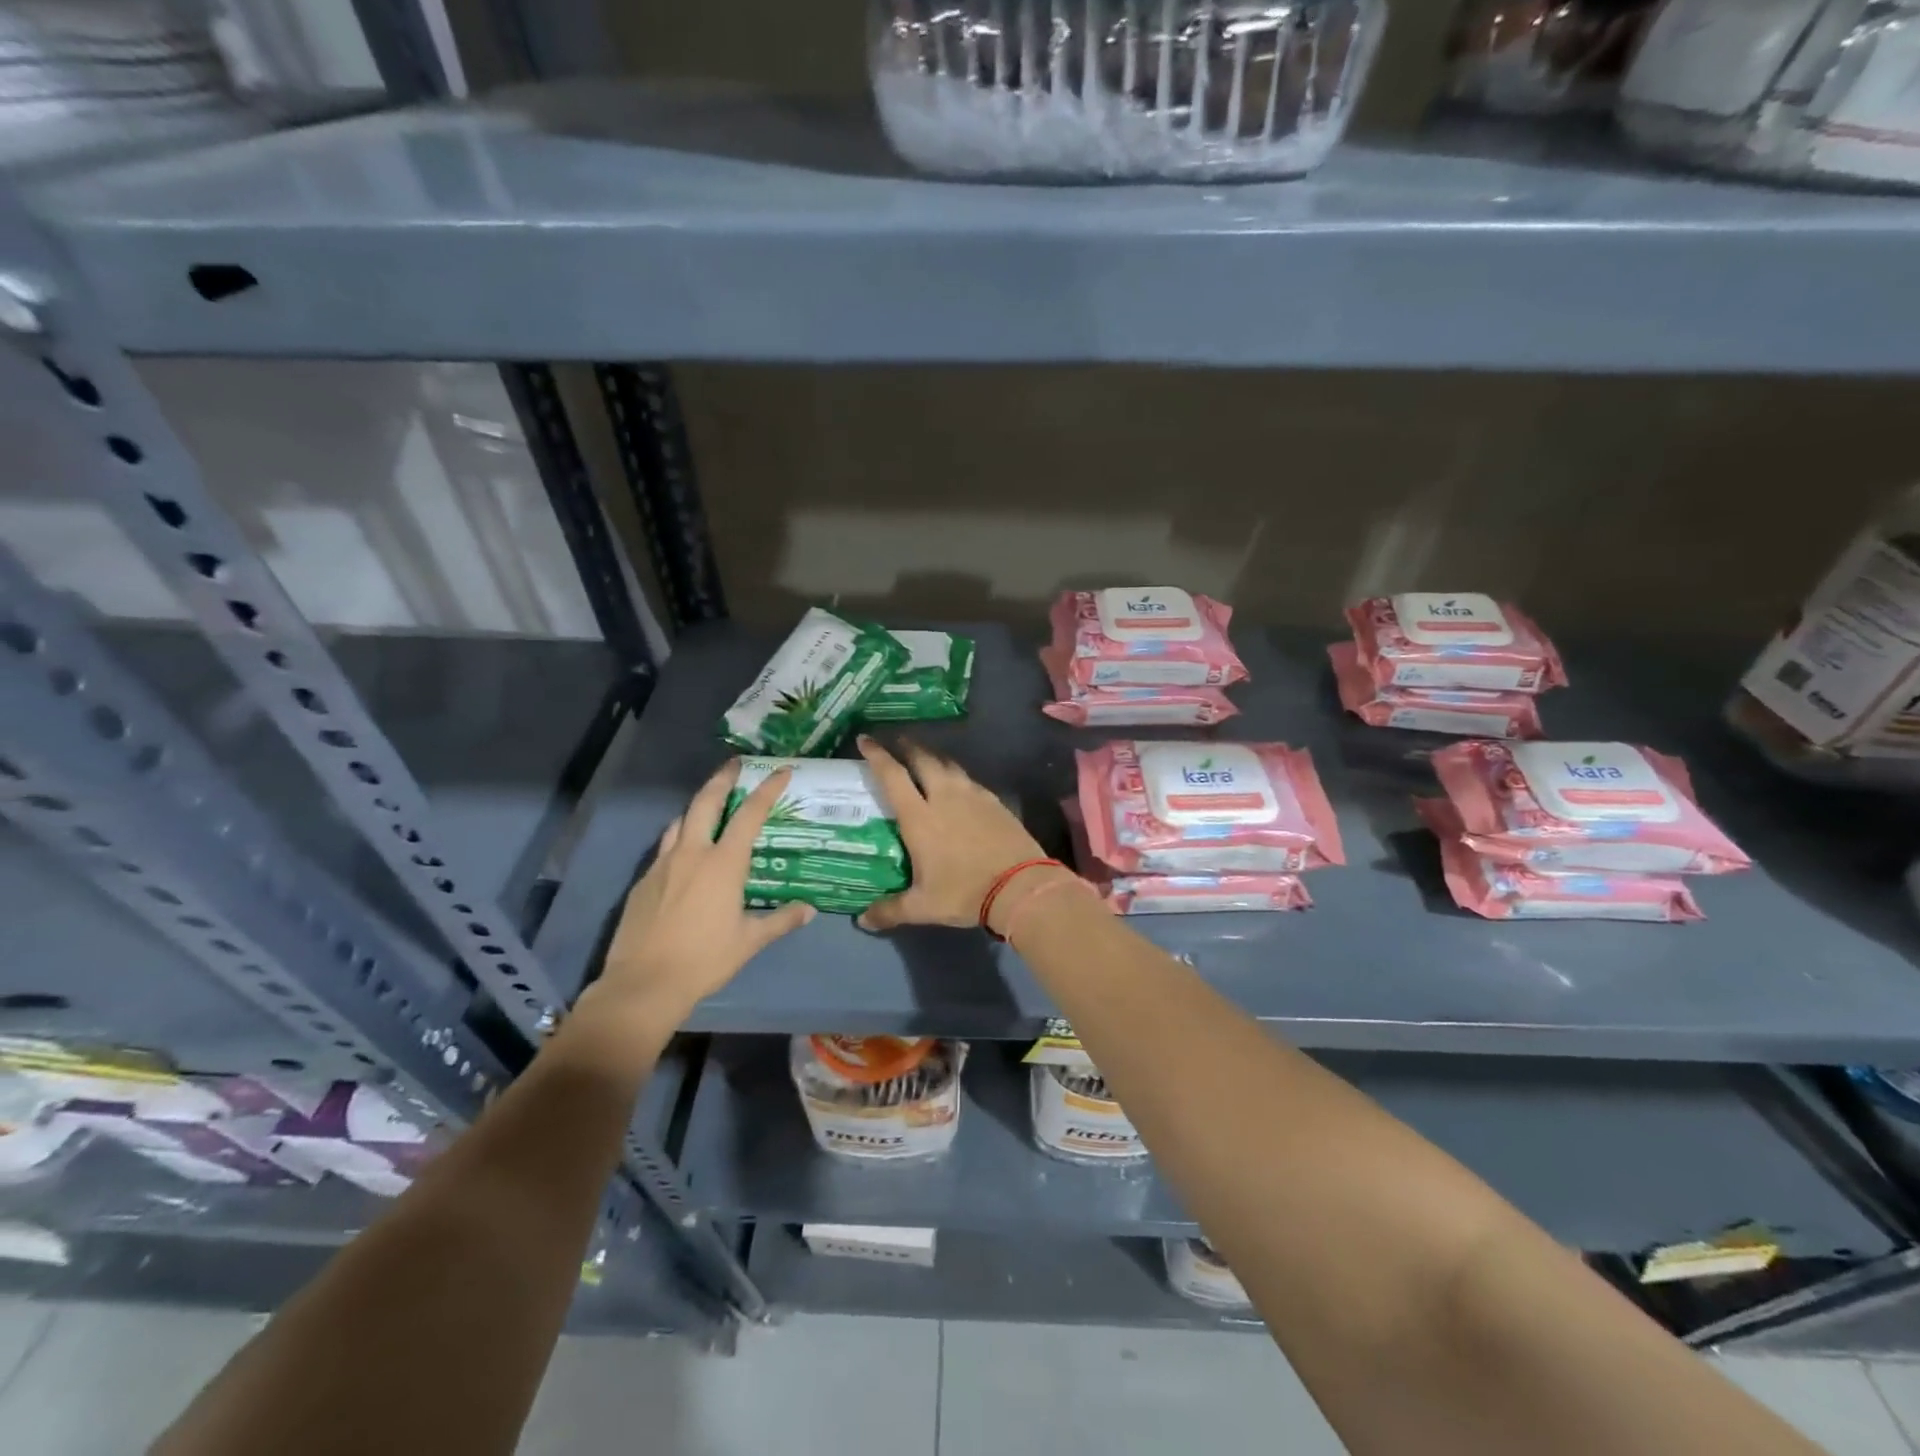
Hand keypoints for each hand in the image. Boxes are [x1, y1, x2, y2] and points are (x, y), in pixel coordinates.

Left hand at [594, 760, 813, 1023]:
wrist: (643, 984)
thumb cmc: (704, 960)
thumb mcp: (749, 942)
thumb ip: (780, 921)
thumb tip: (808, 910)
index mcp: (723, 863)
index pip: (749, 815)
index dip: (767, 790)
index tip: (781, 771)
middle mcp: (692, 853)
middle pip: (706, 802)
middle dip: (722, 779)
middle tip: (735, 764)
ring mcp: (663, 864)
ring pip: (680, 821)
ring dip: (698, 805)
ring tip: (710, 805)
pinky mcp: (643, 880)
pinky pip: (665, 846)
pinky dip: (680, 836)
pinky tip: (685, 852)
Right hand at [854, 735, 1066, 933]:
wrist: (1020, 885)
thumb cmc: (965, 892)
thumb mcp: (923, 907)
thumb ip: (890, 910)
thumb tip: (862, 921)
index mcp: (920, 817)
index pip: (892, 776)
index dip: (877, 755)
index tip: (865, 739)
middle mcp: (944, 797)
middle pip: (923, 759)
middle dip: (907, 746)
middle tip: (896, 741)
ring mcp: (973, 795)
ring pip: (948, 765)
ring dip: (933, 757)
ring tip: (925, 758)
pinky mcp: (995, 801)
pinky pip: (969, 779)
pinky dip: (956, 775)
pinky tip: (958, 785)